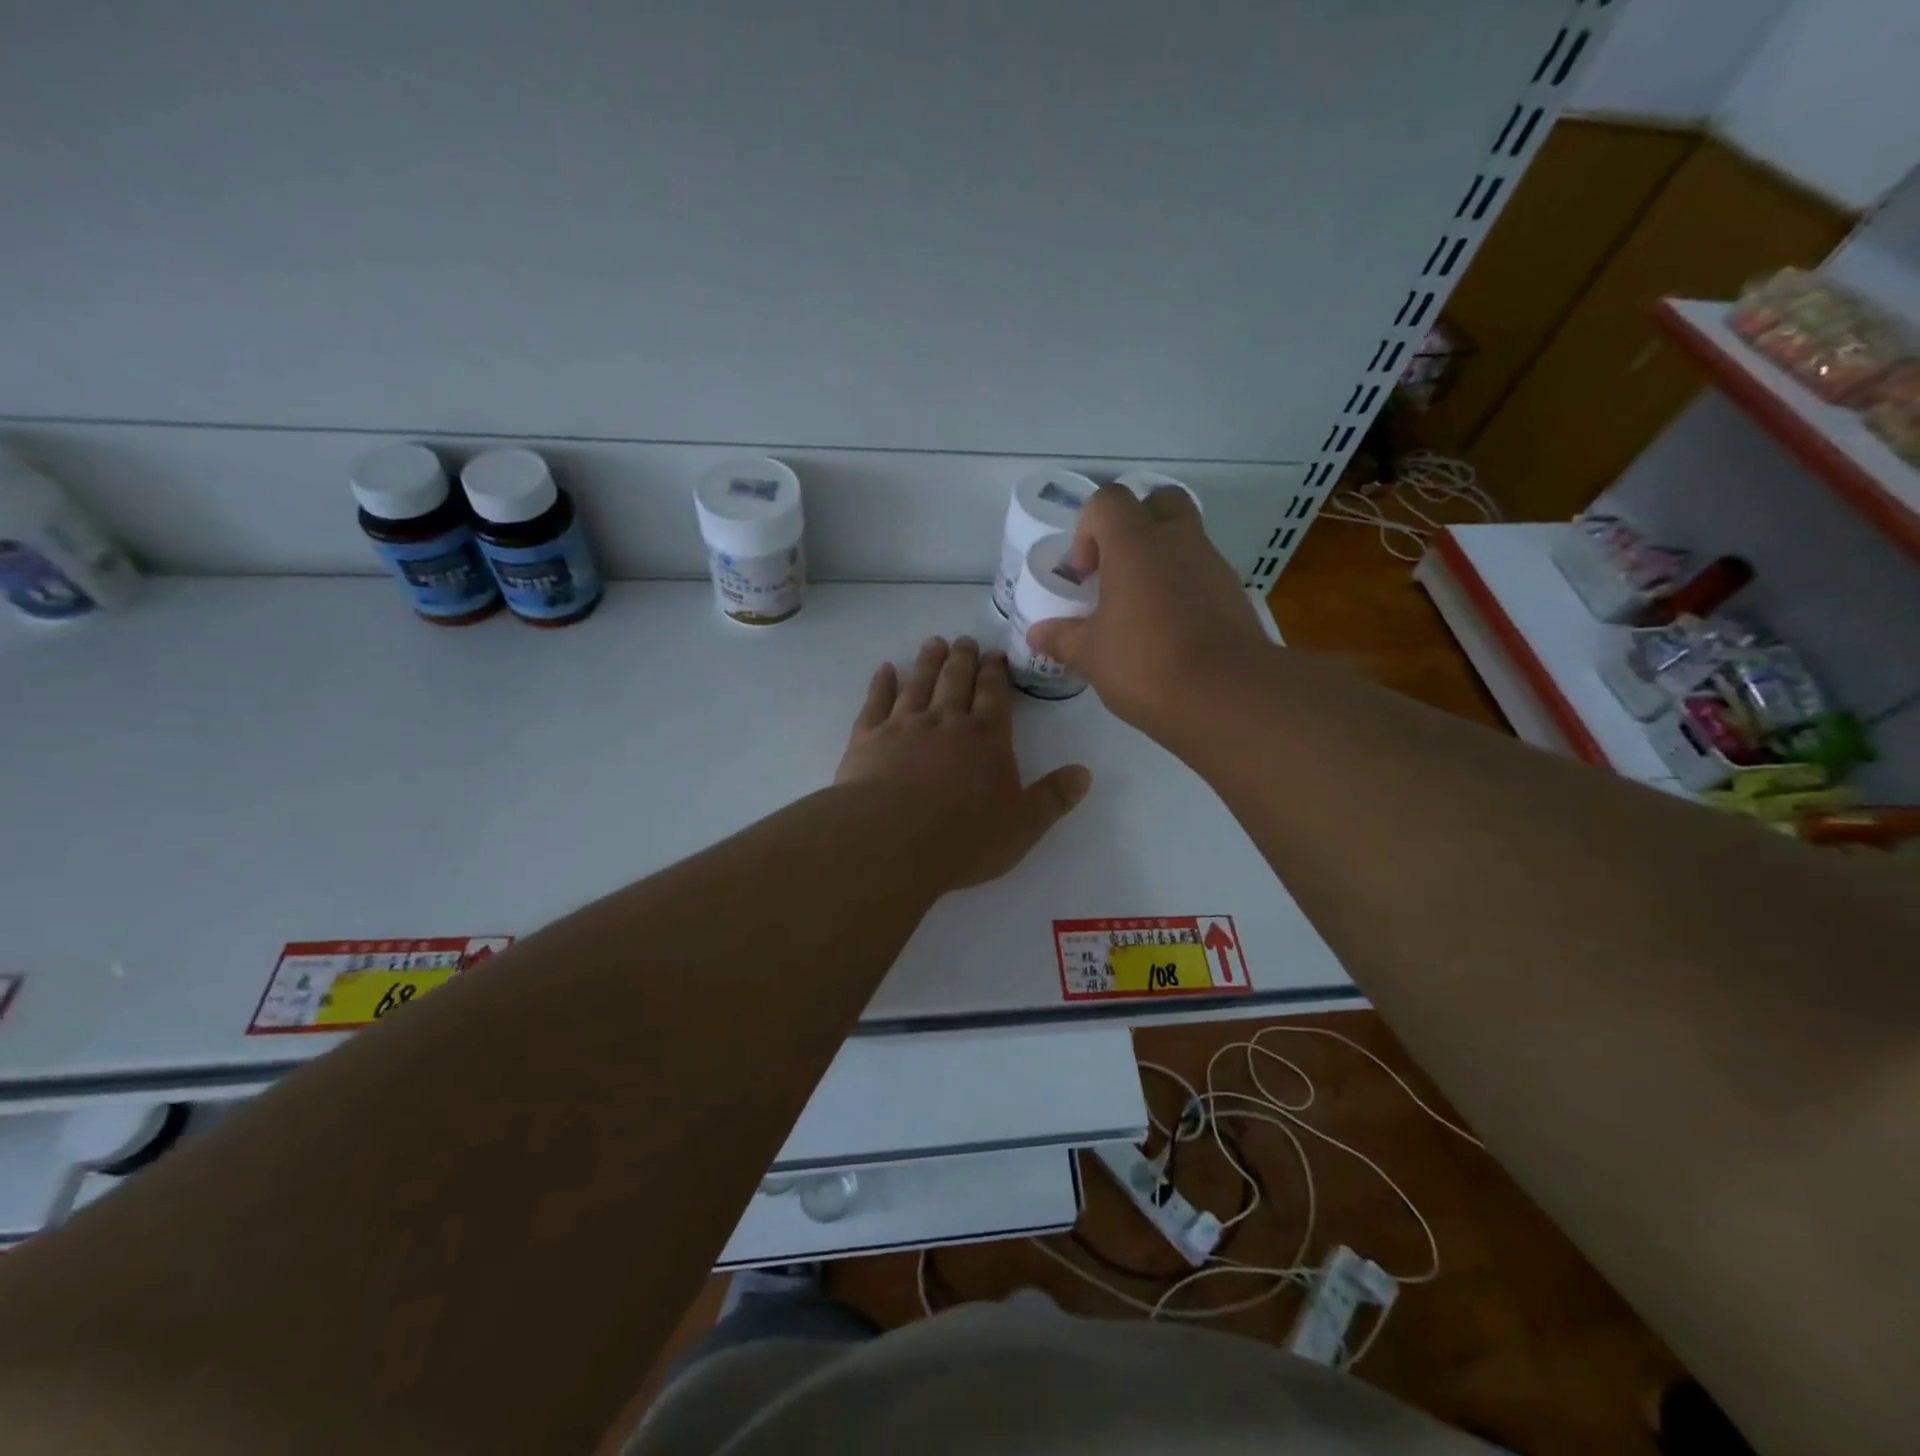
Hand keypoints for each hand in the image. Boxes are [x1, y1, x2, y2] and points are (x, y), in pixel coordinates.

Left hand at [836, 636, 1090, 888]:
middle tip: (965, 640)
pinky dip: (881, 683)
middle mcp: (945, 721)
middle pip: (956, 680)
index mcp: (986, 738)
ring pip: (918, 683)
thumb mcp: (1023, 825)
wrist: (890, 841)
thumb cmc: (963, 838)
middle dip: (963, 658)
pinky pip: (876, 702)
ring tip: (934, 643)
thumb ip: (1053, 797)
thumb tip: (1085, 773)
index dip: (995, 672)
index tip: (994, 654)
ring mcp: (903, 726)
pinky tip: (885, 670)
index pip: (994, 694)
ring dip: (927, 662)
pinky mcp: (867, 739)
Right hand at [1025, 486, 1271, 737]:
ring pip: (1184, 538)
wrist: (1228, 696)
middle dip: (1134, 526)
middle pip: (1158, 503)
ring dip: (1161, 559)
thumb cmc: (1146, 664)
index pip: (1108, 500)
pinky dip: (1184, 587)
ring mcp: (1213, 564)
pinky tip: (1170, 631)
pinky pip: (1202, 572)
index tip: (1085, 573)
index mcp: (1136, 543)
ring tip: (1141, 610)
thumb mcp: (1091, 656)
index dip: (1088, 529)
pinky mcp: (1235, 593)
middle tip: (1117, 571)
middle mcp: (1178, 541)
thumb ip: (1062, 638)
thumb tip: (1037, 634)